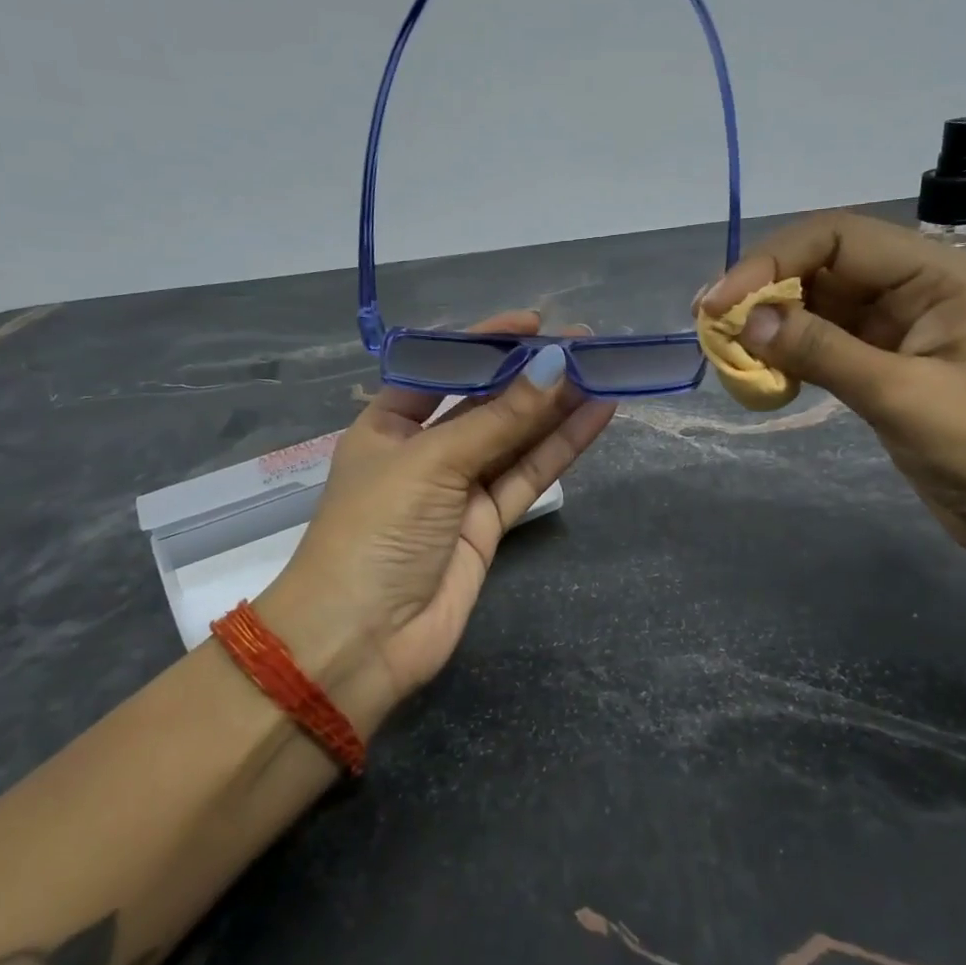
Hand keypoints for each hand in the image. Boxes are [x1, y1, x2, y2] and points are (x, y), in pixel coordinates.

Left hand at [256, 311, 615, 722]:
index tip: (534, 323)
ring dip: (557, 407)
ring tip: (604, 370)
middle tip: (587, 343)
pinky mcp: (487, 524)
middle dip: (531, 373)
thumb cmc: (375, 532)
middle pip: (485, 402)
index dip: (485, 343)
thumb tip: (554, 365)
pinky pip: (528, 475)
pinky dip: (560, 447)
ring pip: (515, 438)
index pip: (442, 368)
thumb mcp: (431, 462)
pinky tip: (596, 415)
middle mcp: (424, 450)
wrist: (361, 641)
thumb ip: (498, 419)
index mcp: (388, 424)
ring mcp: (459, 489)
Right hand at [699, 212, 965, 566]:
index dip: (770, 262)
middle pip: (819, 266)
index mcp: (934, 273)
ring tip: (727, 353)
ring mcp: (895, 329)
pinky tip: (762, 376)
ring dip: (770, 325)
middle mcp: (912, 288)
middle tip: (711, 327)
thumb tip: (749, 322)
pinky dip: (787, 355)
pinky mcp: (882, 367)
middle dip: (763, 291)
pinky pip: (821, 345)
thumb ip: (825, 351)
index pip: (835, 237)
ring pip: (815, 306)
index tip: (721, 304)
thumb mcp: (904, 396)